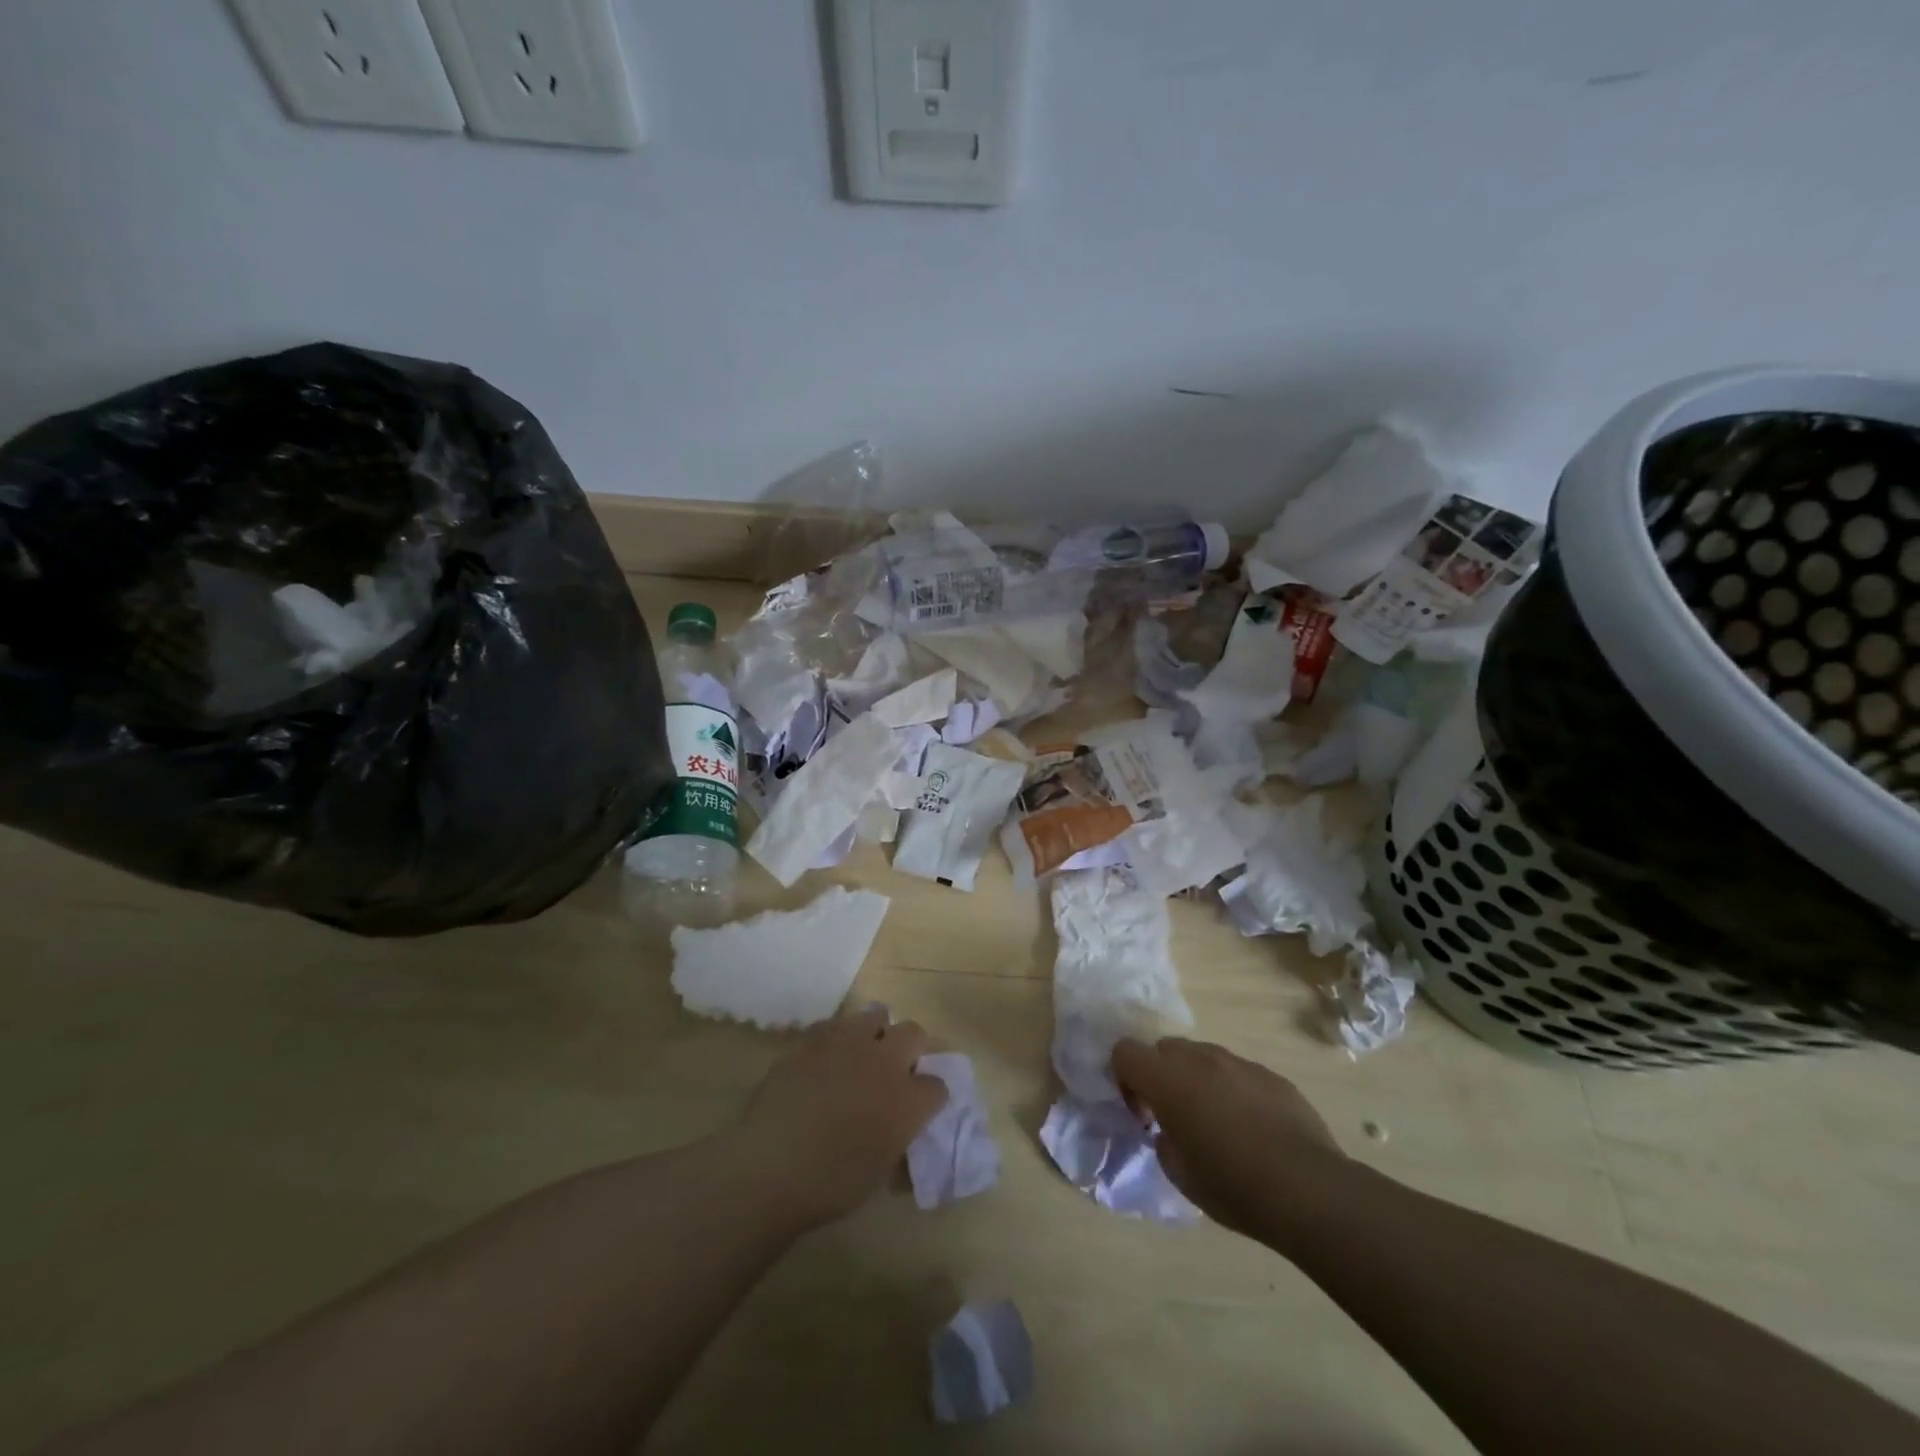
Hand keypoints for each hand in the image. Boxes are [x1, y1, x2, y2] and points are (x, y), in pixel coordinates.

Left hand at [736, 1008, 948, 1229]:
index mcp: (908, 1100)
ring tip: (862, 1056)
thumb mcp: (879, 1172)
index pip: (937, 1085)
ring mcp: (849, 1042)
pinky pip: (836, 1025)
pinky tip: (826, 1060)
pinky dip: (838, 1038)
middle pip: (915, 1033)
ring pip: (877, 1016)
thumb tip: (898, 1125)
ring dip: (876, 1034)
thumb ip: (897, 1137)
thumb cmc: (829, 1184)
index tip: (919, 1107)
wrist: (769, 1167)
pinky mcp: (815, 1037)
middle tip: (895, 1072)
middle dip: (912, 1049)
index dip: (929, 1097)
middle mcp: (885, 1061)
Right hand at [1112, 1036, 1345, 1244]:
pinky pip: (1239, 1073)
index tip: (1144, 1114)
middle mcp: (1201, 1059)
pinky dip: (1233, 1091)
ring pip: (1203, 1057)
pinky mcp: (1272, 1076)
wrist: (1309, 1190)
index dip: (1125, 1079)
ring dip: (1197, 1081)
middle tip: (1176, 1118)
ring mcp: (1239, 1063)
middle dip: (1162, 1076)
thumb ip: (1164, 1140)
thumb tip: (1171, 1130)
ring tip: (1218, 1124)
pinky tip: (1253, 1130)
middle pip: (1165, 1048)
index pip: (1125, 1051)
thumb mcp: (1179, 1174)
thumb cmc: (1233, 1185)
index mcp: (1169, 1079)